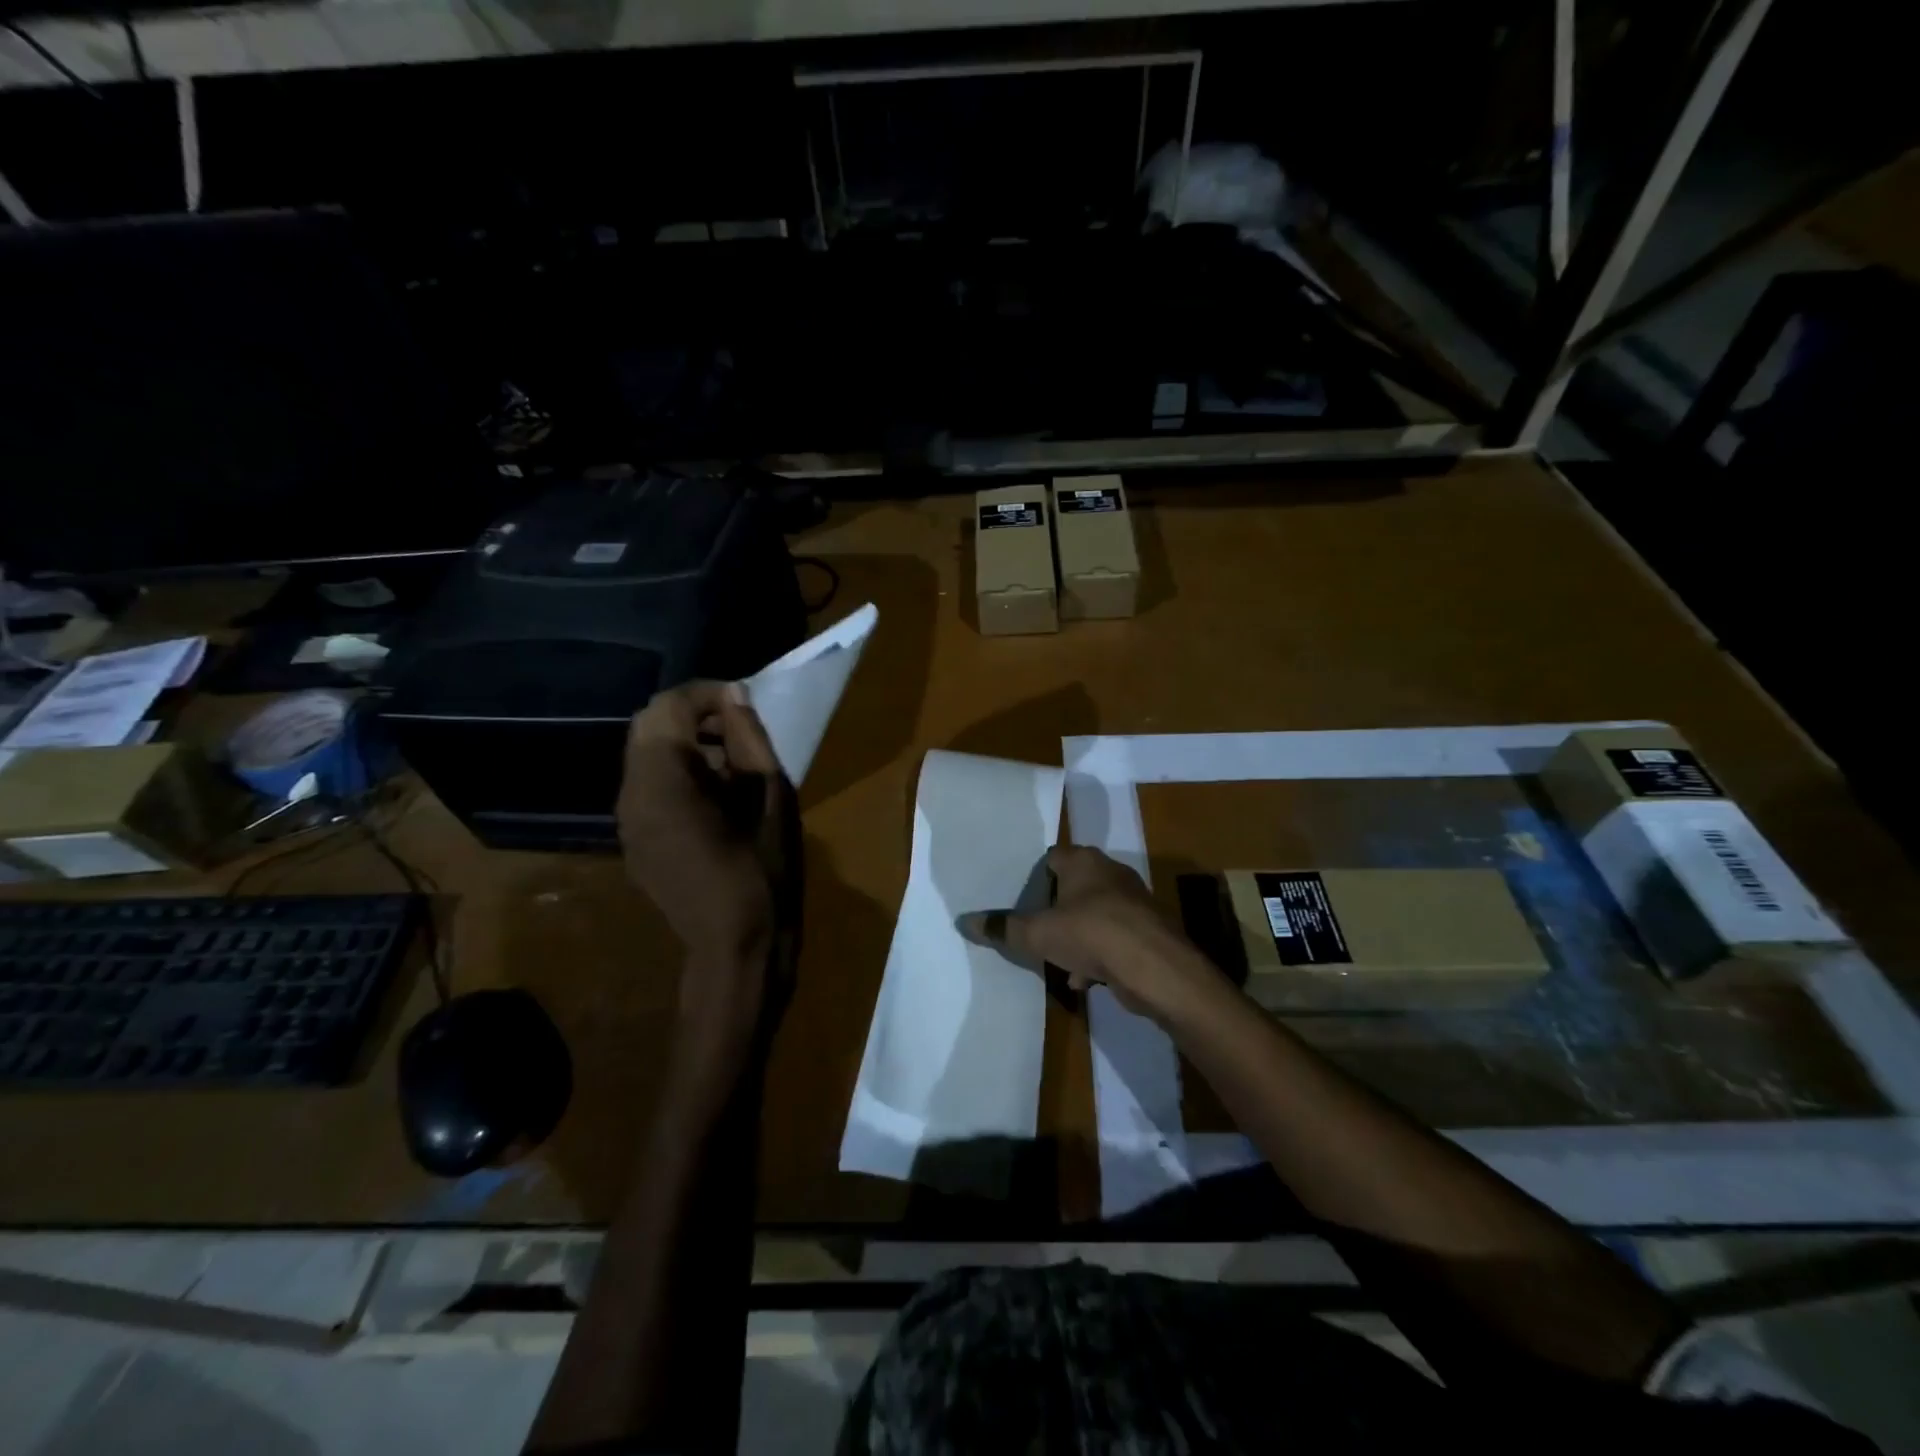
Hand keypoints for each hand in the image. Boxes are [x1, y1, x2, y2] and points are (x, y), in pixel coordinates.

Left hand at [617, 682, 798, 1027]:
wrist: (737, 947)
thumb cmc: (764, 870)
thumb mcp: (770, 796)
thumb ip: (748, 738)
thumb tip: (733, 695)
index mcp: (662, 782)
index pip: (667, 707)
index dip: (706, 693)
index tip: (744, 702)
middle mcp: (631, 796)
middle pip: (648, 726)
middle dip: (694, 716)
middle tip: (741, 730)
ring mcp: (627, 822)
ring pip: (645, 756)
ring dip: (687, 744)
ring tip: (735, 764)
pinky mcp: (634, 843)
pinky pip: (648, 787)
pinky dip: (678, 774)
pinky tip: (717, 799)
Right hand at [958, 845, 1218, 1023]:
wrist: (1156, 967)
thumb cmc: (1091, 934)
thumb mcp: (1038, 933)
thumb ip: (1003, 928)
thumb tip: (965, 921)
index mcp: (1084, 861)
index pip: (1052, 857)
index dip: (1034, 877)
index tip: (1019, 899)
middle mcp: (1111, 873)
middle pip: (1074, 887)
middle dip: (1055, 910)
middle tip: (1034, 928)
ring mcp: (1133, 902)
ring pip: (1094, 915)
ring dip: (1076, 936)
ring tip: (1056, 958)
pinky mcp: (1147, 930)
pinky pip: (1113, 937)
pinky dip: (1098, 954)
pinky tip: (1085, 979)